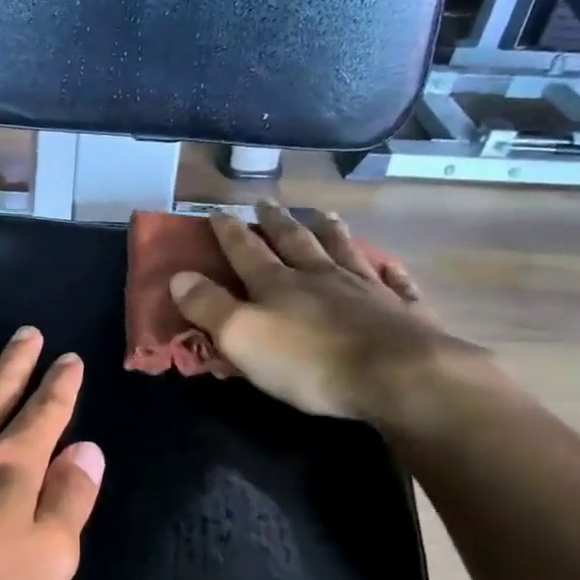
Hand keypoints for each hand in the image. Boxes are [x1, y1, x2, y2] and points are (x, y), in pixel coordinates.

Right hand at [169, 199, 468, 423]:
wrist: (396, 376)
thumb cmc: (308, 361)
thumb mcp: (242, 336)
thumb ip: (209, 306)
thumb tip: (178, 276)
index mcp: (278, 284)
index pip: (246, 250)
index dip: (229, 232)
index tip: (216, 213)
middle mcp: (321, 276)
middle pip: (295, 242)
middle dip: (276, 223)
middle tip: (265, 203)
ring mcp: (366, 289)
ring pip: (344, 251)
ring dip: (330, 232)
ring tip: (322, 215)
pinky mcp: (401, 311)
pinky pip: (393, 283)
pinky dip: (388, 271)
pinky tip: (388, 265)